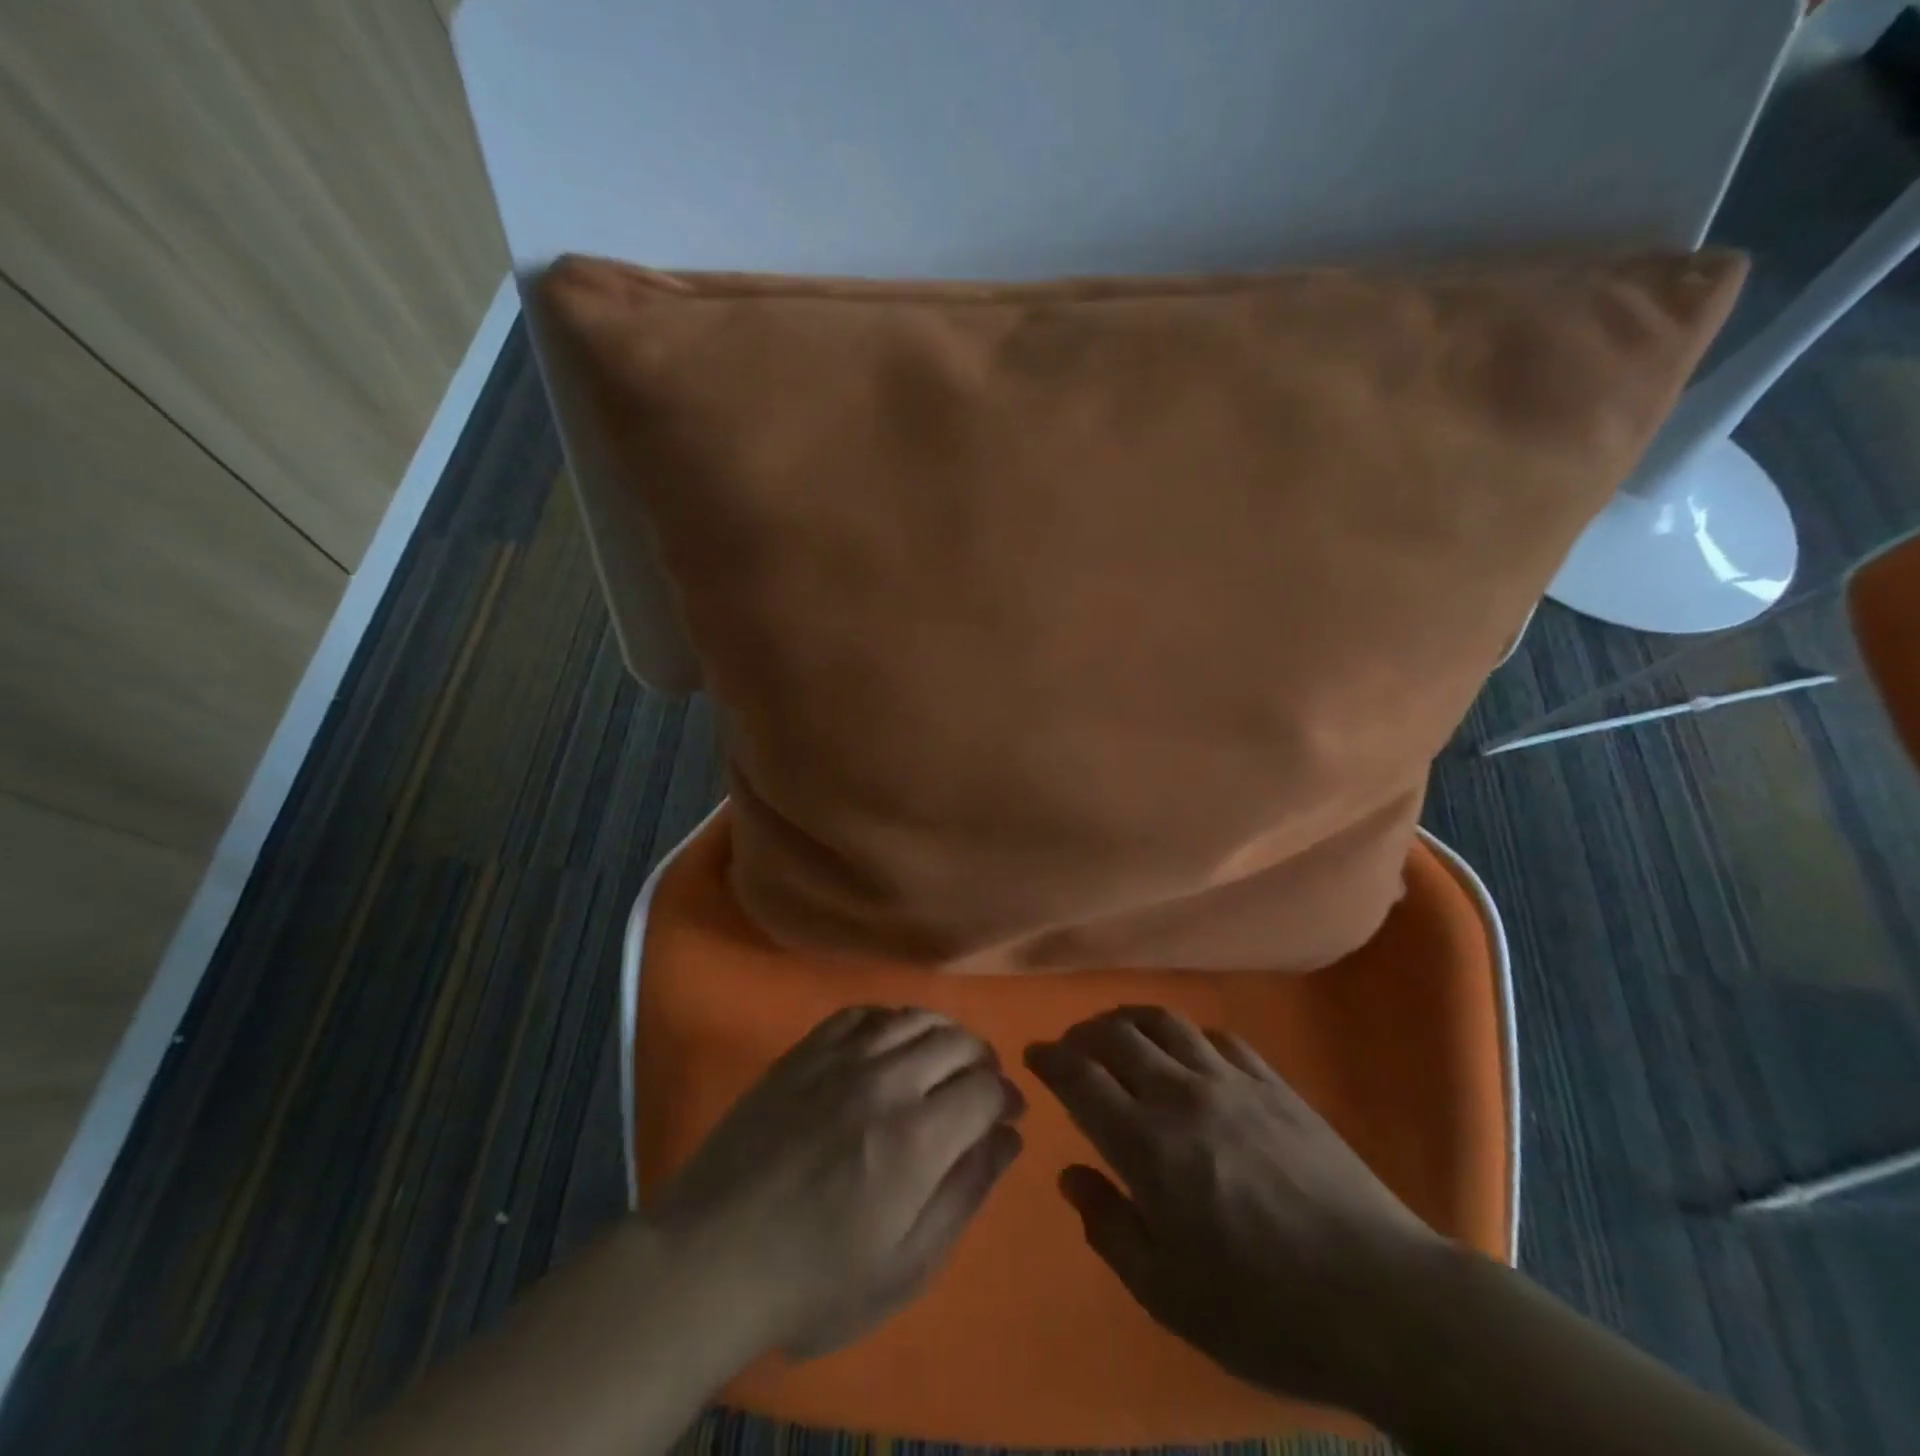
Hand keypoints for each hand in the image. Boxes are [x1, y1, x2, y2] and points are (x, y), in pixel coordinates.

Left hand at [651, 1006, 1024, 1359]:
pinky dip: (892, 1019)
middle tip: (979, 1088)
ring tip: (943, 1060)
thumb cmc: (814, 1281)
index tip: (1006, 1115)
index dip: (1006, 1097)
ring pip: (913, 1017)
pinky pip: (863, 1013)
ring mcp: (840, 1058)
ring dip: (943, 1033)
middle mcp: (885, 1081)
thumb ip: (965, 1193)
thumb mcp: (905, 1266)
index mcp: (916, 1138)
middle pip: (957, 1041)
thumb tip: (1008, 1137)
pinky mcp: (805, 1051)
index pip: (986, 1087)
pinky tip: (892, 1042)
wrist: (711, 1258)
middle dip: (982, 1061)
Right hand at [1025, 1006, 1444, 1411]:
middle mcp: (1182, 1096)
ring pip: (1164, 1022)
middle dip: (1082, 1034)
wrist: (1382, 1301)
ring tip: (1118, 1035)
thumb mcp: (1167, 1294)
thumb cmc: (1263, 1311)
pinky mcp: (1274, 1084)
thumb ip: (1109, 1227)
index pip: (1081, 1078)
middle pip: (1116, 1036)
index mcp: (1147, 1146)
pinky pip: (1217, 1036)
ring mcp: (1232, 1082)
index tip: (1033, 1054)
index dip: (1050, 1059)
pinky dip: (1186, 1035)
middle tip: (1071, 1048)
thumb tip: (1071, 1175)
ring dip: (1129, 1020)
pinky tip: (1186, 1053)